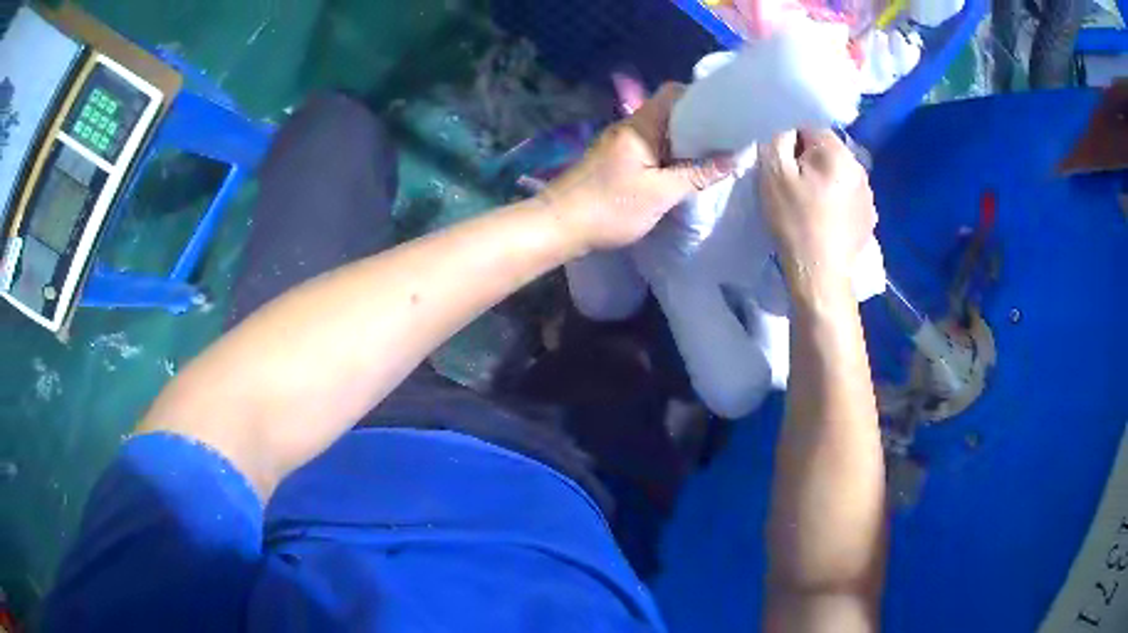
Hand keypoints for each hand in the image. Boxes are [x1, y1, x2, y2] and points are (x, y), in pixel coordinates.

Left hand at [543, 83, 733, 252]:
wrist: (558, 225)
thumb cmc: (610, 207)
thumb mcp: (661, 194)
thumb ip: (698, 174)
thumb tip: (733, 158)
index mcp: (640, 125)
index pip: (673, 93)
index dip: (701, 97)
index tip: (726, 113)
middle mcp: (630, 126)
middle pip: (669, 112)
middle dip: (699, 123)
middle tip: (726, 140)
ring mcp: (620, 143)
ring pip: (660, 132)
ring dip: (684, 142)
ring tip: (712, 156)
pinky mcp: (615, 159)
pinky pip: (650, 148)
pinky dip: (669, 155)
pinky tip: (684, 171)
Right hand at [758, 129, 876, 282]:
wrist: (821, 274)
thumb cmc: (795, 222)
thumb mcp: (772, 174)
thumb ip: (777, 142)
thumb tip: (788, 137)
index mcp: (837, 153)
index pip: (810, 129)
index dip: (792, 147)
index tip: (784, 172)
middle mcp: (859, 168)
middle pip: (827, 151)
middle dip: (810, 163)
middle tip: (796, 189)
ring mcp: (868, 194)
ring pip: (839, 174)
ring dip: (825, 182)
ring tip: (812, 207)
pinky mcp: (869, 217)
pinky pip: (849, 196)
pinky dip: (837, 202)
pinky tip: (827, 221)